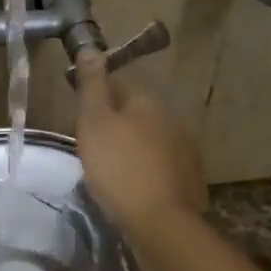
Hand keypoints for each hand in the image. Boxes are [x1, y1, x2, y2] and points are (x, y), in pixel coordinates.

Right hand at [73, 50, 207, 240]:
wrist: (160, 222)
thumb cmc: (118, 167)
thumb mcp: (94, 122)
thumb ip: (92, 86)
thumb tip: (91, 48)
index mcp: (146, 102)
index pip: (118, 85)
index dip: (97, 96)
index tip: (81, 117)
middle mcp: (171, 118)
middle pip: (136, 113)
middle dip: (116, 124)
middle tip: (92, 147)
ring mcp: (184, 149)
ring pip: (150, 139)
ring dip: (132, 148)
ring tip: (111, 169)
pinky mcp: (189, 178)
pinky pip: (160, 165)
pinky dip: (147, 170)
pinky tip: (134, 187)